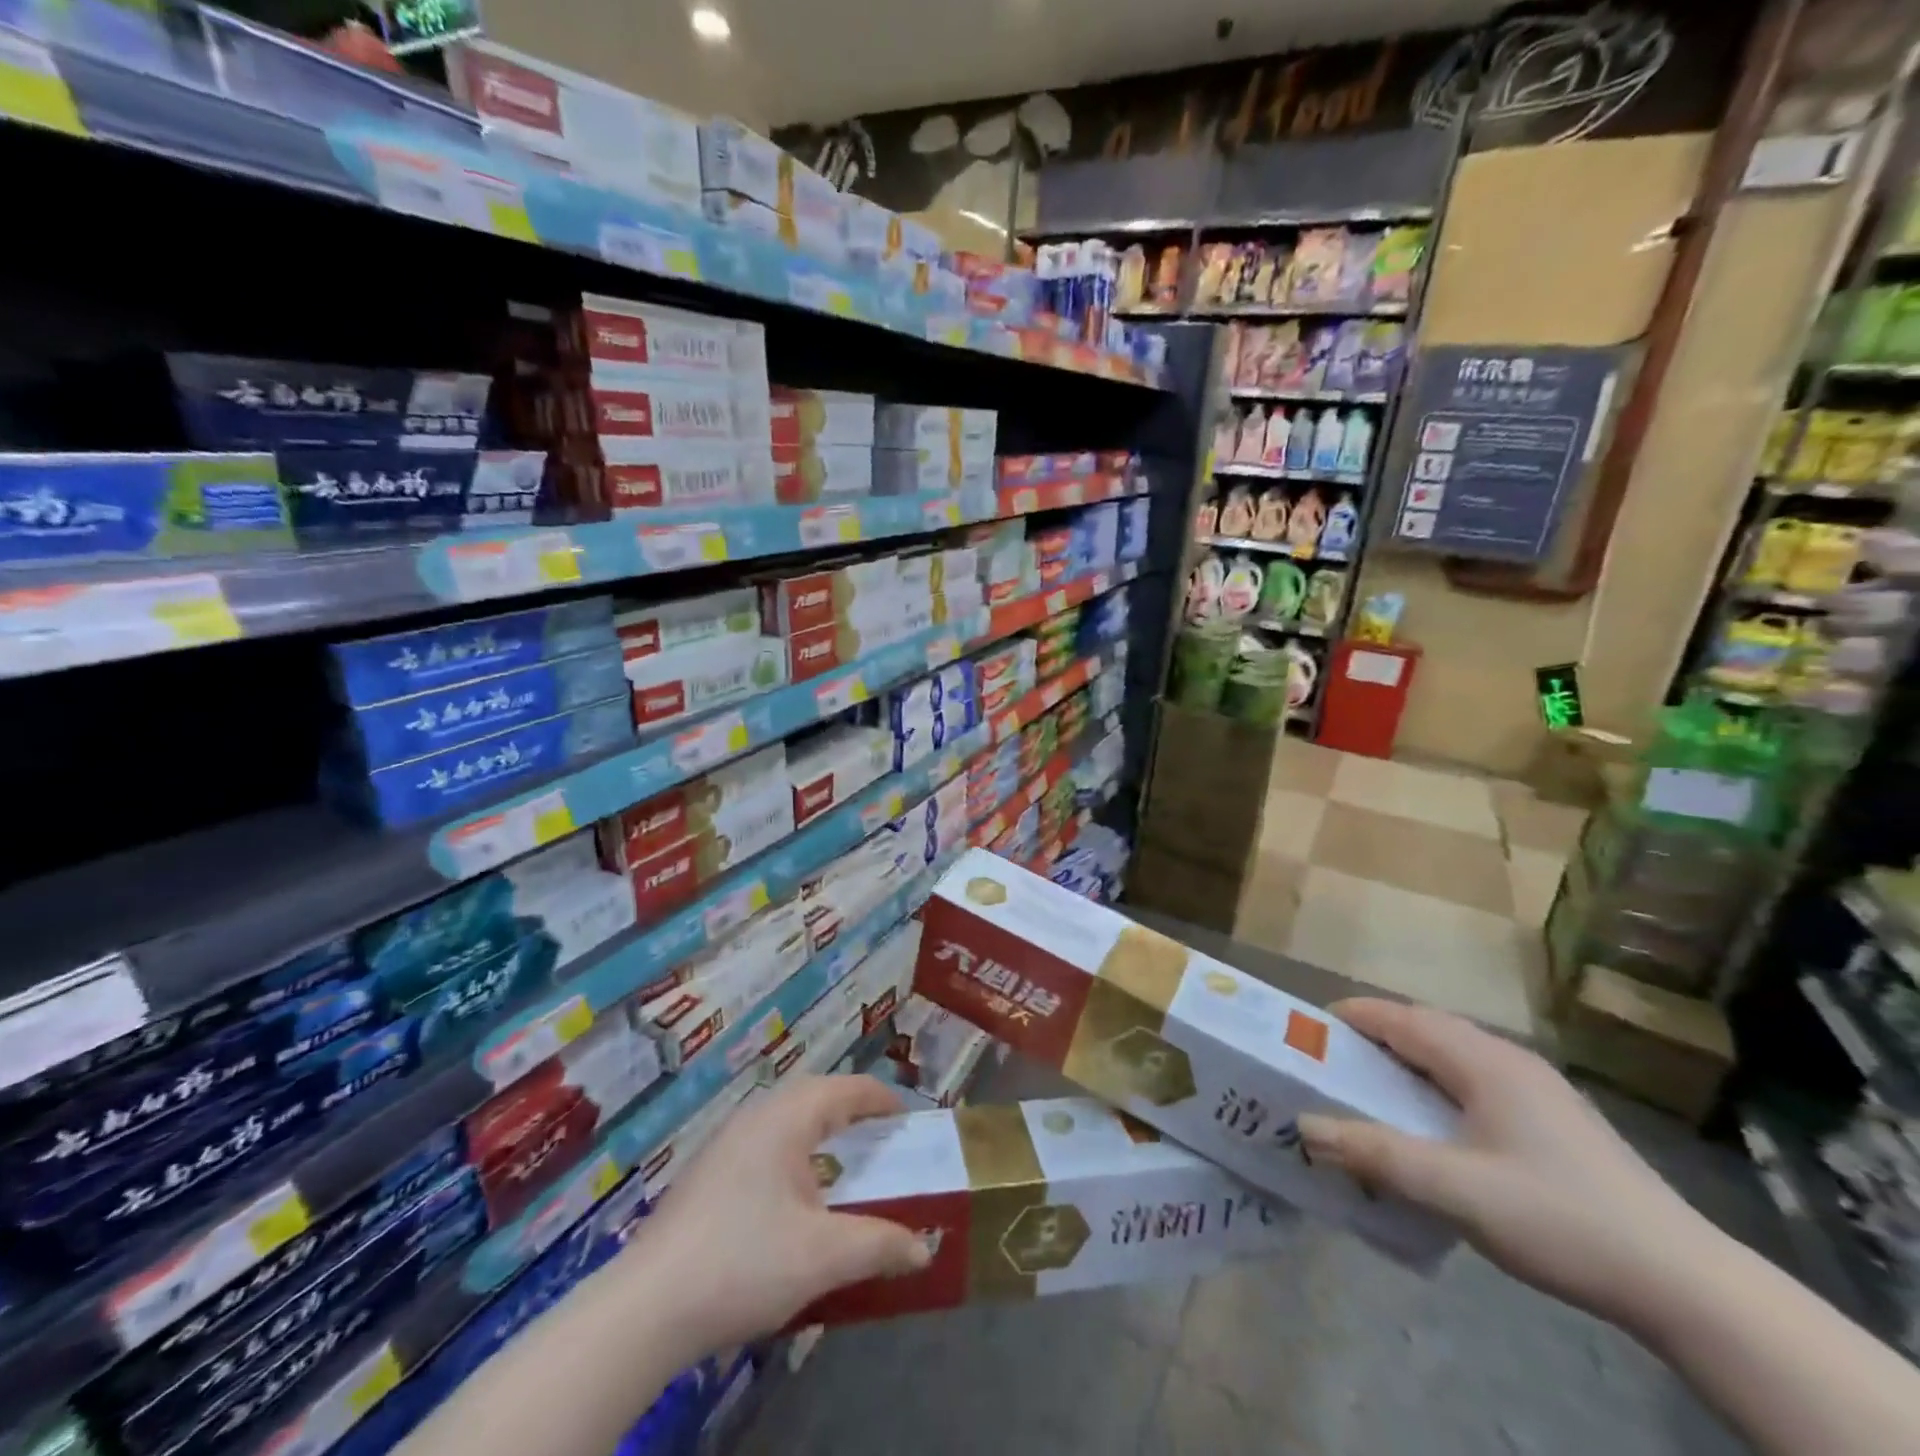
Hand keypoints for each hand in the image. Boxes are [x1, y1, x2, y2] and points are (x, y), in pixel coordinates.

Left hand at [622, 1074, 930, 1355]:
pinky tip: (791, 1192)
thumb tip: (923, 1248)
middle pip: (812, 1095)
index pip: (844, 1089)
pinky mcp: (705, 1173)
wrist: (647, 1307)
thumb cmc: (744, 1263)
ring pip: (783, 1117)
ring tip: (841, 1158)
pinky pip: (762, 1141)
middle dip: (849, 1108)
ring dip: (818, 1128)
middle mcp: (754, 1117)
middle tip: (879, 1133)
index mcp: (786, 1119)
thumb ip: (879, 1245)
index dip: (880, 1098)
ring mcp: (724, 1143)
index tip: (907, 1115)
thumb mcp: (823, 1256)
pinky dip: (792, 1150)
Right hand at [1298, 999, 1715, 1326]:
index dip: (1354, 1016)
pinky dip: (1438, 1083)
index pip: (1402, 1018)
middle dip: (1376, 1035)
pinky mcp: (1556, 1120)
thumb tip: (1305, 1126)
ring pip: (1456, 1054)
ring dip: (1408, 1059)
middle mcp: (1510, 1060)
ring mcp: (1539, 1089)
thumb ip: (1377, 1155)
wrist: (1688, 1284)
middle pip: (1428, 1028)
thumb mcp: (1456, 1191)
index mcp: (1485, 1061)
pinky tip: (1436, 1124)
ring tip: (1373, 1088)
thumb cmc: (1560, 1219)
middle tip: (1332, 1060)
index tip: (1309, 1028)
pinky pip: (1477, 1080)